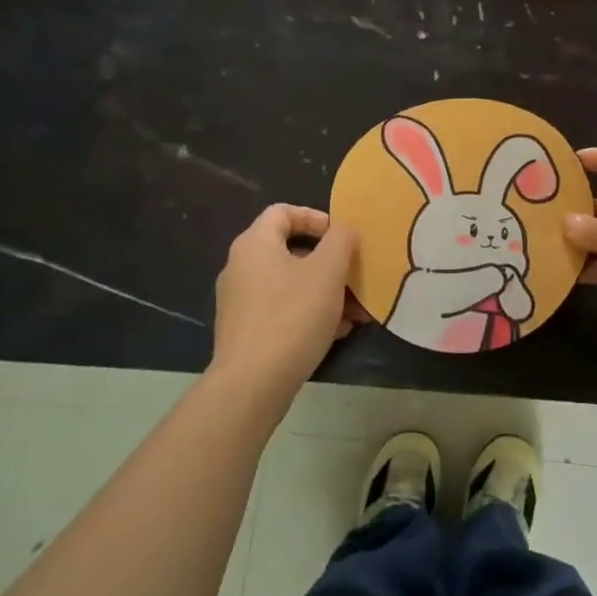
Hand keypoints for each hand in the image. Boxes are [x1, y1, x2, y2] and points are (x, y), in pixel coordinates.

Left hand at [210, 204, 358, 400]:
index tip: (342, 238)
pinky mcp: (245, 331)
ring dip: (326, 291)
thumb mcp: (328, 271)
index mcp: (254, 244)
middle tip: (355, 276)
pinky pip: (283, 310)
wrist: (252, 384)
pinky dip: (310, 313)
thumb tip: (344, 230)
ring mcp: (240, 301)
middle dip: (330, 262)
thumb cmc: (292, 316)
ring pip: (291, 284)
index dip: (316, 217)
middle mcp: (241, 267)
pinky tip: (337, 331)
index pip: (283, 212)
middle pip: (291, 250)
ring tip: (356, 310)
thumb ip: (341, 240)